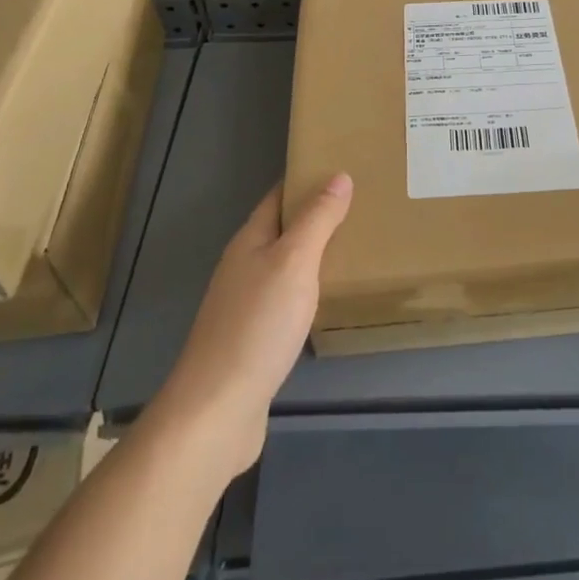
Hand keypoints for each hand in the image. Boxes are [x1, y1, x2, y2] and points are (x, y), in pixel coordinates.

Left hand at [152, 175, 352, 479]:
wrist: (216, 411)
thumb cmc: (257, 326)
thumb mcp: (294, 262)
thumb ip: (317, 220)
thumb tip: (338, 175)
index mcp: (250, 241)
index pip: (279, 196)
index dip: (306, 179)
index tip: (343, 168)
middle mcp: (244, 267)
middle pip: (282, 230)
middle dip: (316, 216)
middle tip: (362, 206)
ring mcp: (245, 305)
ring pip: (285, 266)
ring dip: (314, 254)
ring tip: (354, 248)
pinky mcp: (253, 340)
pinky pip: (286, 300)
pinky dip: (309, 290)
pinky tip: (329, 301)